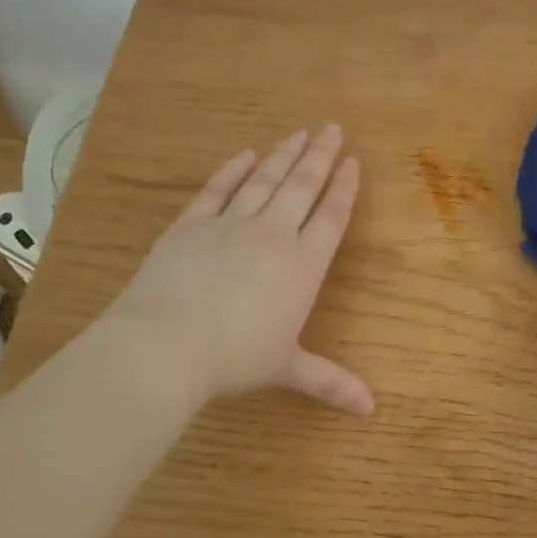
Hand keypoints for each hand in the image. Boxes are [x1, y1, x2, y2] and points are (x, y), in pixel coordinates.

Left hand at [100, 125, 374, 414]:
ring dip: (284, 154)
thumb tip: (372, 409)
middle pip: (302, 186)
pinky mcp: (191, 225)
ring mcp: (230, 225)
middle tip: (332, 128)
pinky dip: (233, 170)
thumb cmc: (235, 359)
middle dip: (320, 156)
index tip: (353, 161)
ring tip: (299, 132)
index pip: (331, 216)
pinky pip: (218, 189)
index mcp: (303, 265)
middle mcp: (273, 235)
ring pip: (264, 179)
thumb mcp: (288, 369)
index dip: (344, 188)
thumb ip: (330, 382)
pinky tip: (245, 155)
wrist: (165, 345)